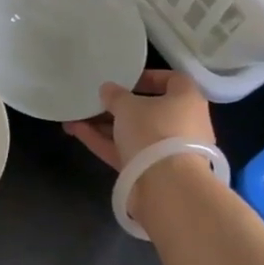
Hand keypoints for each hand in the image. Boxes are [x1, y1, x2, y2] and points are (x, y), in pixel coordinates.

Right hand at [63, 69, 214, 171]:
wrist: (166, 187)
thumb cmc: (154, 131)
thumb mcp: (128, 106)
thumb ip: (115, 95)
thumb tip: (108, 89)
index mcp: (187, 100)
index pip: (173, 80)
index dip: (149, 77)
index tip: (126, 79)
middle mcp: (182, 124)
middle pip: (149, 110)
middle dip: (119, 106)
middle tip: (96, 100)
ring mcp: (167, 151)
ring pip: (134, 133)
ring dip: (106, 125)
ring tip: (76, 116)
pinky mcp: (151, 172)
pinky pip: (126, 151)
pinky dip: (104, 142)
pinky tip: (77, 131)